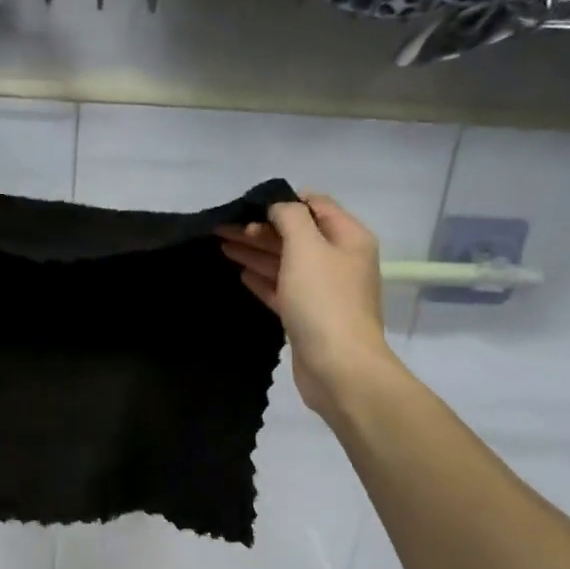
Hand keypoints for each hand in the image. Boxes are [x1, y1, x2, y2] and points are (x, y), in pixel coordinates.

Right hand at [218, 193, 394, 416]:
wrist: (338, 366)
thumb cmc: (323, 301)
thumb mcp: (307, 248)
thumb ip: (290, 219)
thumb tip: (279, 206)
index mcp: (347, 238)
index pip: (316, 206)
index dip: (283, 202)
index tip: (248, 205)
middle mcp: (338, 261)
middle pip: (296, 236)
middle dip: (260, 229)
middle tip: (222, 228)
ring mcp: (323, 292)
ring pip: (285, 263)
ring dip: (256, 252)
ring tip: (222, 246)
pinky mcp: (306, 318)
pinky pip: (282, 290)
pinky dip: (263, 280)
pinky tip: (241, 274)